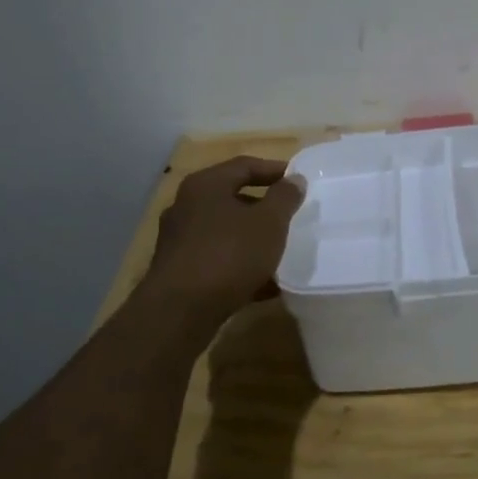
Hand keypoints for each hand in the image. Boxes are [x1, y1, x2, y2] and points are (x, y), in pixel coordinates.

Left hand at [142, 157, 305, 329]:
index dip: (275, 170)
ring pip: (225, 231)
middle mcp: (186, 206)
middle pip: (232, 197)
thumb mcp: (269, 222)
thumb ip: (285, 197)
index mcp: (206, 185)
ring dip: (253, 238)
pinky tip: (265, 284)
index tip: (298, 181)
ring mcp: (179, 239)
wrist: (179, 313)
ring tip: (281, 251)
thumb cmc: (228, 255)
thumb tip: (294, 179)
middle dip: (264, 207)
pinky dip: (240, 265)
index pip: (245, 165)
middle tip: (290, 215)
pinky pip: (217, 259)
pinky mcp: (178, 270)